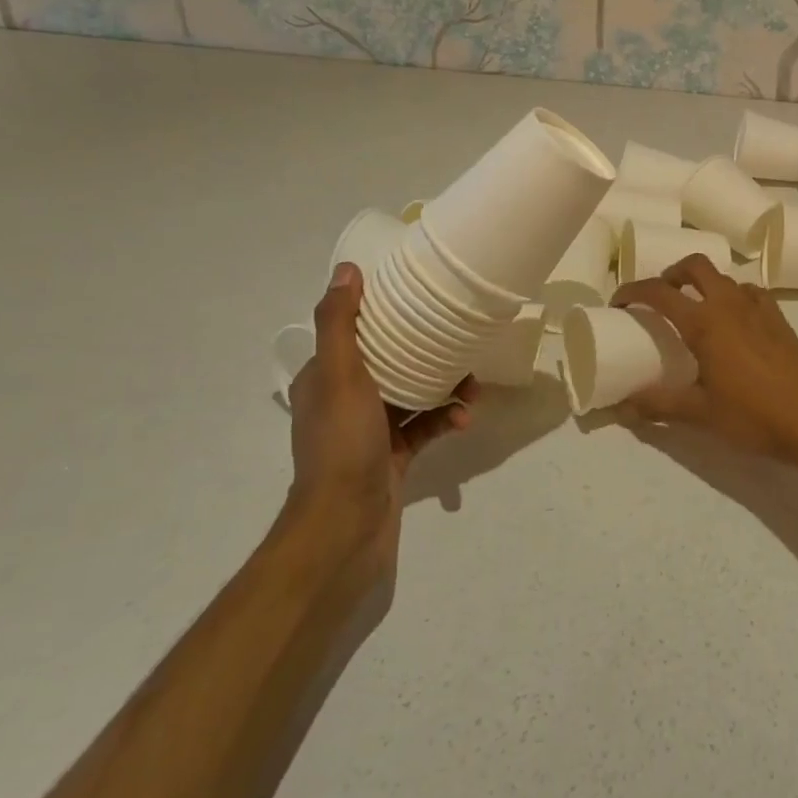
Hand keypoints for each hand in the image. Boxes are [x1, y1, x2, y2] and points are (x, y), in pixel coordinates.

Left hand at [283, 262, 470, 571]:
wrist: (345, 527)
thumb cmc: (342, 444)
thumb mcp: (339, 375)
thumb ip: (340, 324)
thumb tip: (347, 270)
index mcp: (325, 378)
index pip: (355, 333)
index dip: (386, 315)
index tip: (421, 302)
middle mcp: (344, 400)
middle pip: (391, 362)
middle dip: (428, 353)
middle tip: (461, 347)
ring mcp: (370, 431)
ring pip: (414, 394)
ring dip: (445, 389)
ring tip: (472, 390)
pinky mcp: (392, 456)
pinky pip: (424, 427)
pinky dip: (445, 420)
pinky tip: (464, 421)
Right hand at [609, 254, 797, 463]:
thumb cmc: (754, 415)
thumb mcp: (700, 414)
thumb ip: (658, 406)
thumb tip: (621, 407)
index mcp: (705, 322)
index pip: (659, 292)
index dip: (633, 291)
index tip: (619, 302)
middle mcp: (730, 304)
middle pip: (695, 266)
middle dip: (672, 273)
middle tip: (660, 295)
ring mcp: (758, 307)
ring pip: (724, 277)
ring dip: (703, 284)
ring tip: (694, 310)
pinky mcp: (779, 317)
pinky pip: (749, 292)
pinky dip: (732, 296)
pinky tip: (733, 322)